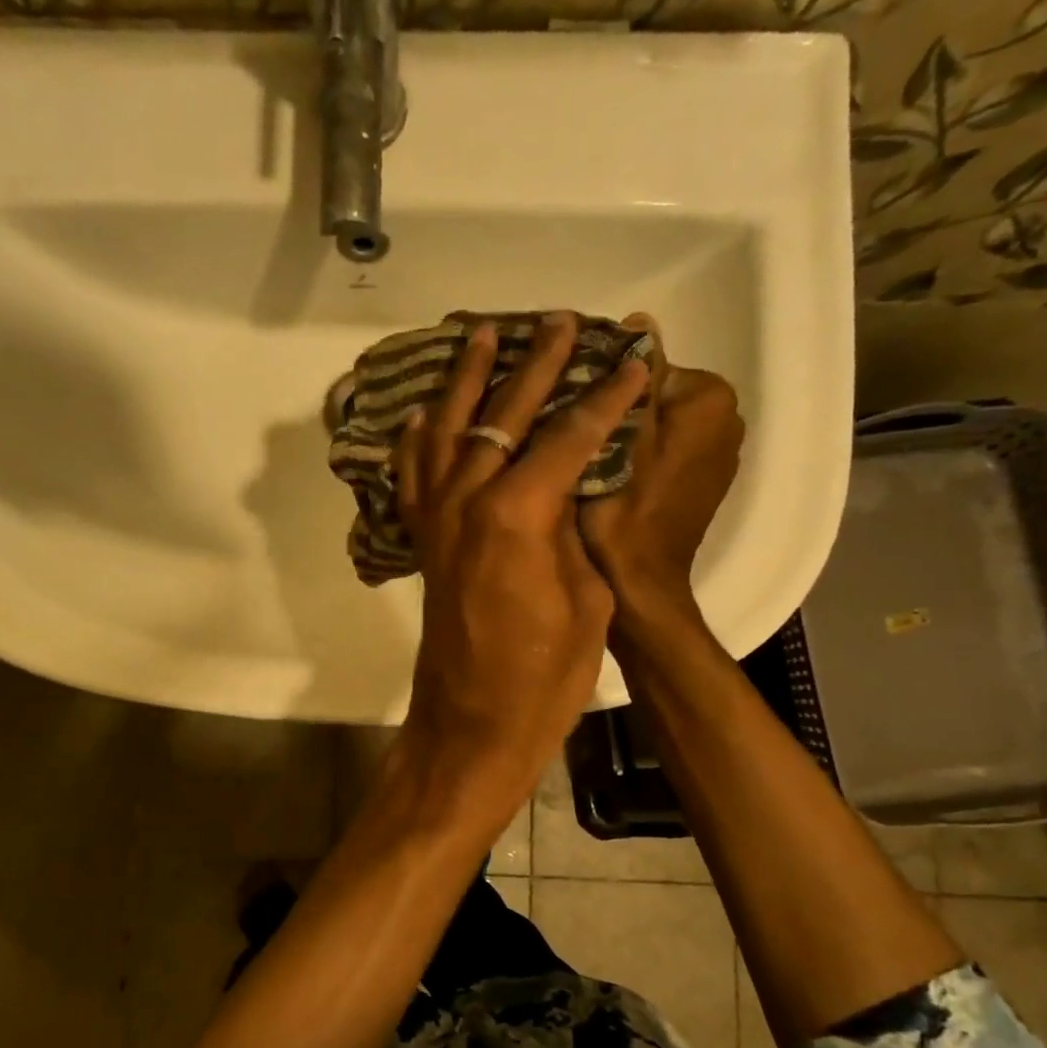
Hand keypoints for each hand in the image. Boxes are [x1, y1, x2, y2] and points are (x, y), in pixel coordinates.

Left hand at [393, 312, 649, 810]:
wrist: (474, 724)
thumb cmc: (545, 675)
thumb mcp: (586, 598)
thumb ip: (572, 531)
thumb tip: (566, 490)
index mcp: (517, 514)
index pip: (567, 436)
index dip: (605, 396)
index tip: (632, 360)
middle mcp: (467, 502)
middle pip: (503, 416)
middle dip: (536, 366)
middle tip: (561, 323)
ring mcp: (436, 520)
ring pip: (448, 431)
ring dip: (468, 381)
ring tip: (482, 335)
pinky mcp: (423, 541)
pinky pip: (414, 475)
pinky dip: (421, 437)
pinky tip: (428, 412)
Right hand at [579, 341, 743, 625]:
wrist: (640, 584)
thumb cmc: (622, 513)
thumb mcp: (619, 439)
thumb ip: (634, 379)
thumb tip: (641, 321)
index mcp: (710, 399)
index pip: (646, 365)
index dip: (602, 385)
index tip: (568, 408)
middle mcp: (727, 419)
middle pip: (655, 393)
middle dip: (617, 407)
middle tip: (573, 435)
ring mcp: (719, 453)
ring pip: (659, 422)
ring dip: (626, 431)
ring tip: (587, 456)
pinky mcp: (705, 481)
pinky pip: (668, 449)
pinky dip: (643, 454)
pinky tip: (611, 476)